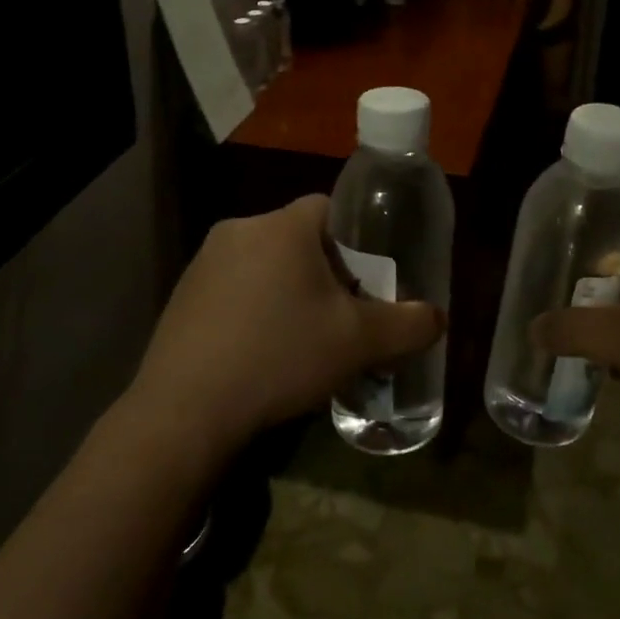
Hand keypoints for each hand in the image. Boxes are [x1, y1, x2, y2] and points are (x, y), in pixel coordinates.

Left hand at [127, 196, 443, 455]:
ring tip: (300, 340)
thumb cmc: (281, 356)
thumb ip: (408, 324)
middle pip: (298, 238)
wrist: (186, 409)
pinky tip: (259, 352)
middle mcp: (240, 229)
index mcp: (282, 226)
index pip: (330, 208)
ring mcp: (204, 262)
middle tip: (339, 316)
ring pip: (264, 264)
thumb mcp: (359, 343)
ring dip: (287, 291)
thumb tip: (437, 317)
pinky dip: (252, 309)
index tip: (365, 282)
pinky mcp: (182, 295)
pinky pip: (233, 288)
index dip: (356, 242)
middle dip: (324, 272)